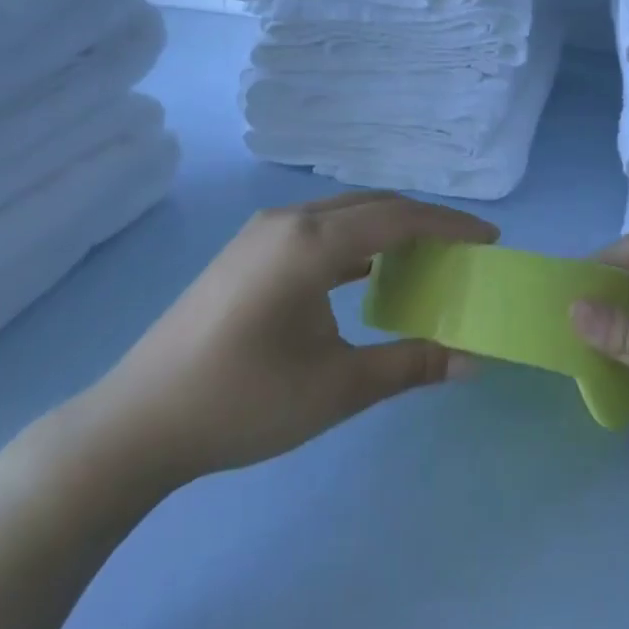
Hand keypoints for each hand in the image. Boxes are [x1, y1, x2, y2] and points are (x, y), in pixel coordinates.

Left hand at [67, 192, 495, 506]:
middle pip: (372, 206)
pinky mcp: (246, 252)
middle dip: (423, 222)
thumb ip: (410, 365)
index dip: (450, 225)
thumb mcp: (336, 389)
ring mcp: (261, 233)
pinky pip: (317, 231)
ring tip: (424, 259)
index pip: (399, 217)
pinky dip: (354, 244)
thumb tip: (473, 360)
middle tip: (464, 250)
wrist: (138, 422)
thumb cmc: (242, 403)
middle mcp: (288, 221)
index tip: (491, 238)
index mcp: (311, 242)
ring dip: (387, 230)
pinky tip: (366, 276)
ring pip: (343, 215)